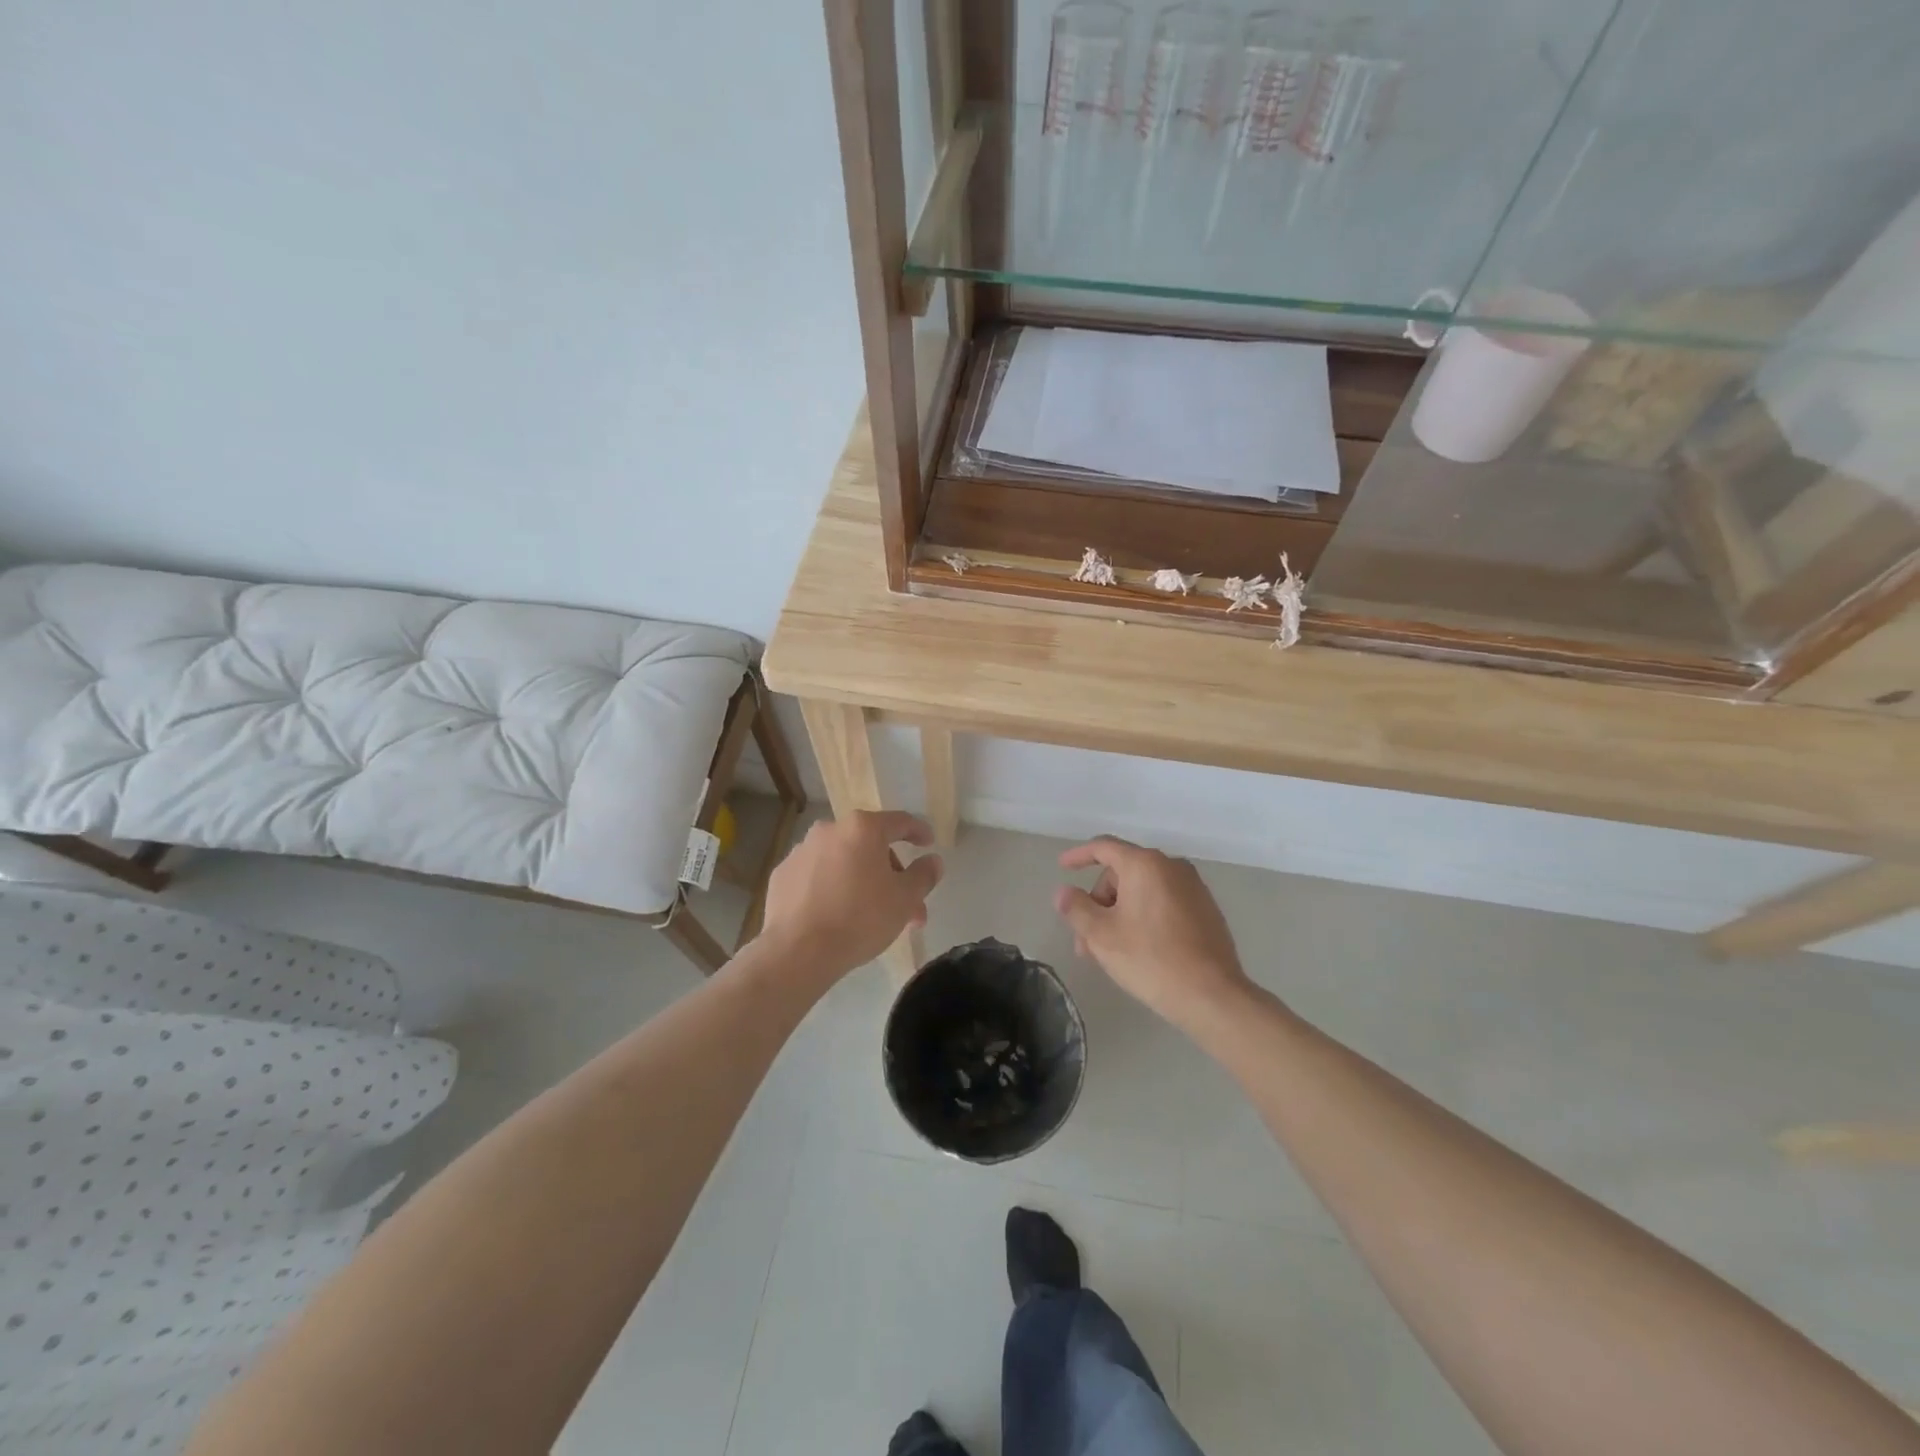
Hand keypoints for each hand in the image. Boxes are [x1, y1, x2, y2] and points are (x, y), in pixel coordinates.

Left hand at [758, 812, 942, 983]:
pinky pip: (817, 875)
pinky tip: (837, 914)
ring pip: (843, 861)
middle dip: (891, 873)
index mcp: (863, 828)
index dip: (918, 832)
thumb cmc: (860, 918)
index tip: (928, 844)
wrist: (798, 951)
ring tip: (872, 916)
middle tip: (905, 905)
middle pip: (870, 845)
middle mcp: (830, 830)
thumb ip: (924, 875)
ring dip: (862, 880)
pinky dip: (832, 887)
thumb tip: (933, 861)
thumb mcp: (905, 899)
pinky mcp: (782, 875)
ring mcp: (802, 851)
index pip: (900, 822)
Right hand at [1053, 837, 1254, 1033]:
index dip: (1079, 855)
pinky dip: (1144, 916)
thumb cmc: (1150, 959)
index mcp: (1145, 864)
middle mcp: (1171, 867)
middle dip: (1099, 902)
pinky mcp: (1206, 910)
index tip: (1062, 867)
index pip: (1103, 847)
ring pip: (1143, 891)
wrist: (1212, 996)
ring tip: (1108, 952)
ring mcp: (1193, 888)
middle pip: (1123, 873)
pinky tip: (1139, 949)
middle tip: (1086, 940)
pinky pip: (1163, 902)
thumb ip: (1076, 908)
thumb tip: (1063, 892)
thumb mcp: (1101, 935)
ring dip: (1119, 914)